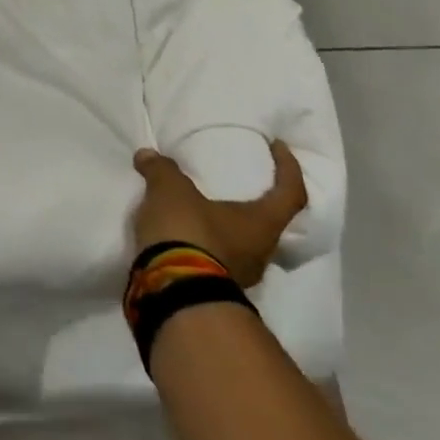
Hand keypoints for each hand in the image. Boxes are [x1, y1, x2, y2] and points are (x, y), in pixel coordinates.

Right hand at [132, 141, 307, 288]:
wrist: (172, 291)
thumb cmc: (187, 232)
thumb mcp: (170, 190)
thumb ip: (162, 170)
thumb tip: (147, 155)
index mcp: (262, 223)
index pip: (291, 193)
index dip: (289, 168)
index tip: (279, 147)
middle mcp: (261, 252)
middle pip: (269, 223)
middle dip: (255, 203)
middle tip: (237, 184)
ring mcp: (240, 276)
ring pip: (242, 245)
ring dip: (227, 227)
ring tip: (203, 210)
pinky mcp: (215, 288)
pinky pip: (218, 259)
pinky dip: (207, 244)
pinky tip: (185, 235)